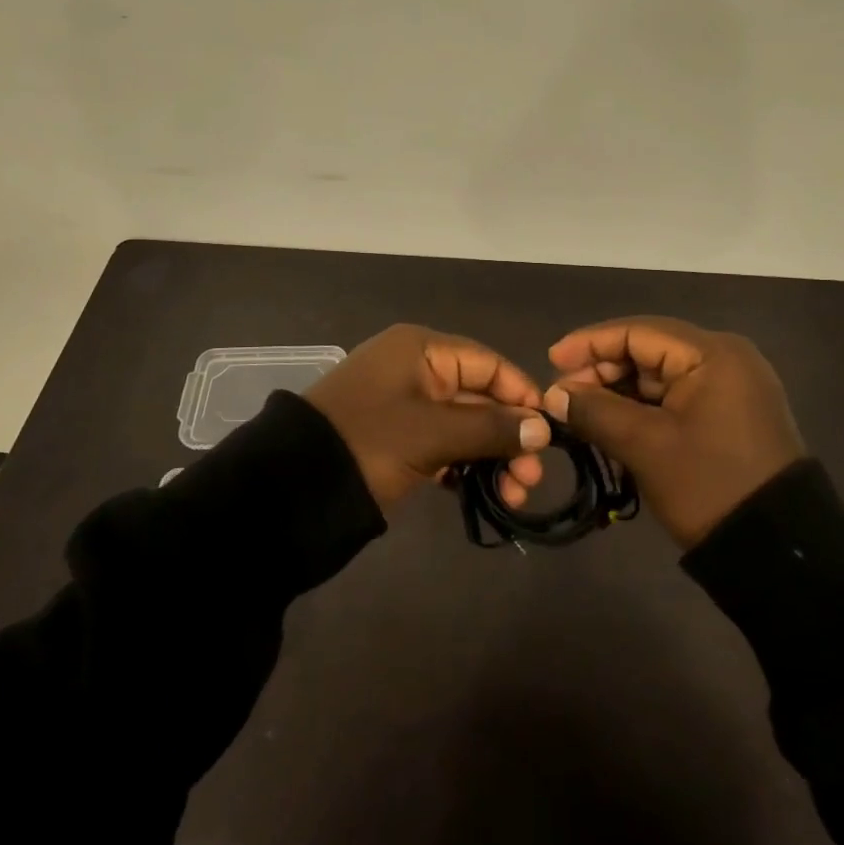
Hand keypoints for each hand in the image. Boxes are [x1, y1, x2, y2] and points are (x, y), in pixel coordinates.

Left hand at [304, 324, 550, 511]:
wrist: (294, 486)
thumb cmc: (370, 442)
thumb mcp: (433, 433)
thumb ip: (491, 428)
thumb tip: (543, 429)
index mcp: (421, 350)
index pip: (488, 363)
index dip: (522, 395)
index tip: (549, 433)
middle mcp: (416, 369)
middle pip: (480, 396)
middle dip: (510, 436)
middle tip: (530, 479)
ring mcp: (406, 405)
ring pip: (465, 424)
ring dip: (492, 456)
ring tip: (514, 494)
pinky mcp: (398, 437)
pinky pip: (444, 444)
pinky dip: (466, 465)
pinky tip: (487, 492)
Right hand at [543, 316, 807, 547]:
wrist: (778, 550)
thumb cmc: (708, 485)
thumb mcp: (645, 446)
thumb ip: (594, 411)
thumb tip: (554, 395)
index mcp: (712, 354)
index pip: (637, 331)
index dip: (589, 344)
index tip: (550, 362)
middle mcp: (725, 358)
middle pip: (648, 350)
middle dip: (602, 371)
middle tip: (563, 397)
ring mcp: (730, 386)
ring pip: (659, 375)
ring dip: (618, 391)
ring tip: (580, 413)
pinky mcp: (729, 413)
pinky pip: (675, 397)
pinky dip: (642, 408)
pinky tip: (611, 424)